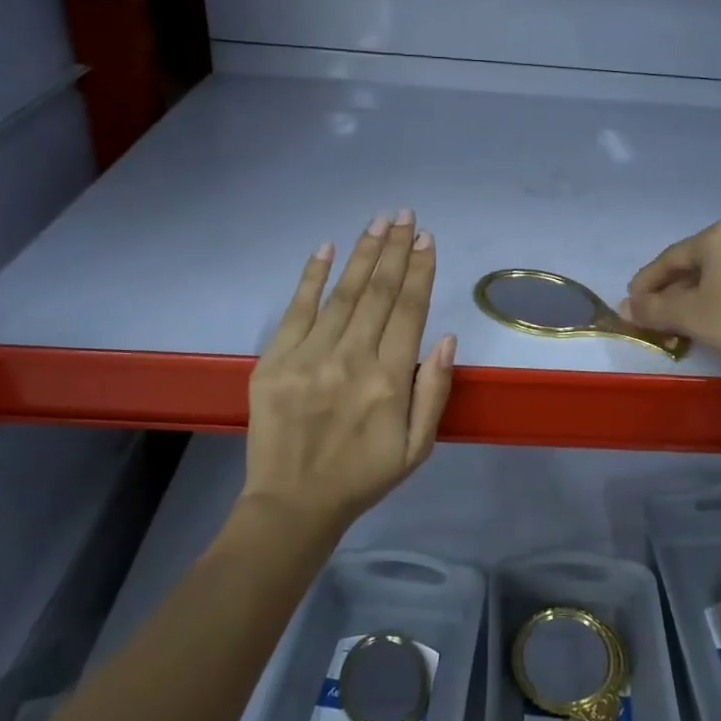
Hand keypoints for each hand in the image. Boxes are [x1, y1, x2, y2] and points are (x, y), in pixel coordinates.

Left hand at [241, 211, 455, 537]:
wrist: (293, 504)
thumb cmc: (364, 475)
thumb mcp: (418, 446)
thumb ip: (434, 391)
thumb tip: (446, 338)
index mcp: (389, 380)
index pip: (409, 310)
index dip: (420, 270)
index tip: (427, 238)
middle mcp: (351, 358)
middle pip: (378, 291)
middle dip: (395, 249)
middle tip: (405, 215)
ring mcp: (308, 356)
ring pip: (342, 294)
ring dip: (362, 254)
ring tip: (378, 223)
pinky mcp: (274, 361)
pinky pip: (296, 310)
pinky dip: (311, 276)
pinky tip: (326, 248)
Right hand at [626, 219, 720, 428]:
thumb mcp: (687, 315)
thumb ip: (652, 308)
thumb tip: (625, 308)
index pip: (671, 258)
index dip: (646, 282)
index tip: (630, 304)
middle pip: (697, 264)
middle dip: (671, 292)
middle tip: (654, 316)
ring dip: (695, 297)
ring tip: (680, 323)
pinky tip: (714, 320)